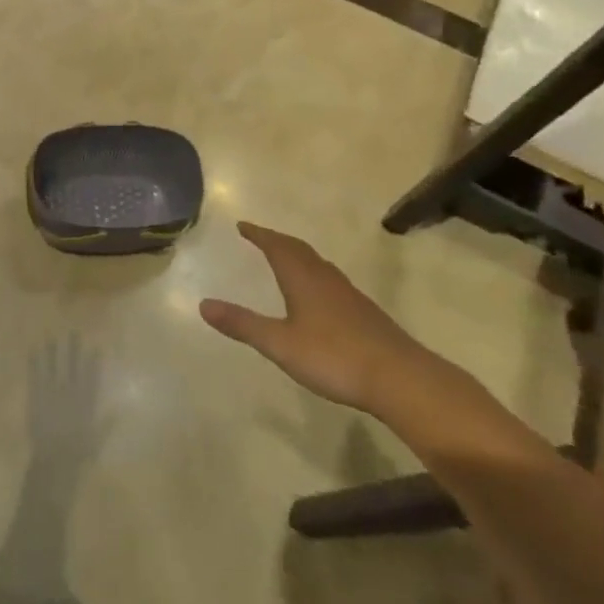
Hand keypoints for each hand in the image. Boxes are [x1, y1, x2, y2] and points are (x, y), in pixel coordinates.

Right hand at [200, 222, 440, 415]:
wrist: (400, 378)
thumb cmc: (334, 357)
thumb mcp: (280, 344)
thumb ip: (243, 324)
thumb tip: (203, 304)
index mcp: (302, 278)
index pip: (276, 246)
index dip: (259, 234)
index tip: (243, 225)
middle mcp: (325, 278)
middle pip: (298, 249)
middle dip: (277, 240)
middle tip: (260, 237)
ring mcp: (348, 294)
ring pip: (318, 264)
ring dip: (298, 255)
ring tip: (285, 258)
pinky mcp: (364, 312)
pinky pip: (331, 280)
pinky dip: (315, 274)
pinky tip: (318, 294)